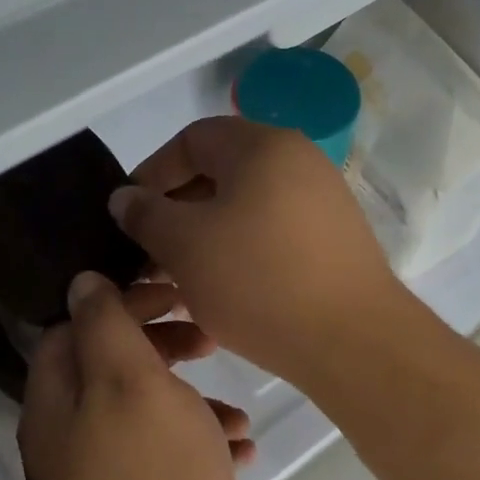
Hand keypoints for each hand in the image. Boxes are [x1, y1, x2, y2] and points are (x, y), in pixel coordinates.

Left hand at [19, 273, 255, 479]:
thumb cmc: (157, 479)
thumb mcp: (132, 384)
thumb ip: (106, 326)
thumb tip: (81, 283)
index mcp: (56, 407)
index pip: (74, 328)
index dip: (121, 303)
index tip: (173, 295)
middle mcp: (71, 440)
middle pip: (111, 368)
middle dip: (161, 346)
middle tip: (206, 337)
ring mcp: (107, 478)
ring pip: (148, 412)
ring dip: (191, 398)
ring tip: (235, 407)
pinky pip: (171, 456)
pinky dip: (202, 443)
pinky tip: (242, 449)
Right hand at [108, 116, 405, 385]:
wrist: (352, 340)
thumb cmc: (258, 281)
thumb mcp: (185, 245)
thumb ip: (146, 214)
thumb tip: (126, 197)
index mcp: (264, 146)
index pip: (192, 139)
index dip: (151, 173)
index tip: (127, 214)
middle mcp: (299, 161)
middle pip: (221, 173)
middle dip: (176, 211)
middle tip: (149, 253)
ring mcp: (323, 201)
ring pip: (245, 208)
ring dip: (205, 237)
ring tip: (177, 279)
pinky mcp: (334, 241)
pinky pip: (272, 234)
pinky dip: (240, 253)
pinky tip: (220, 292)